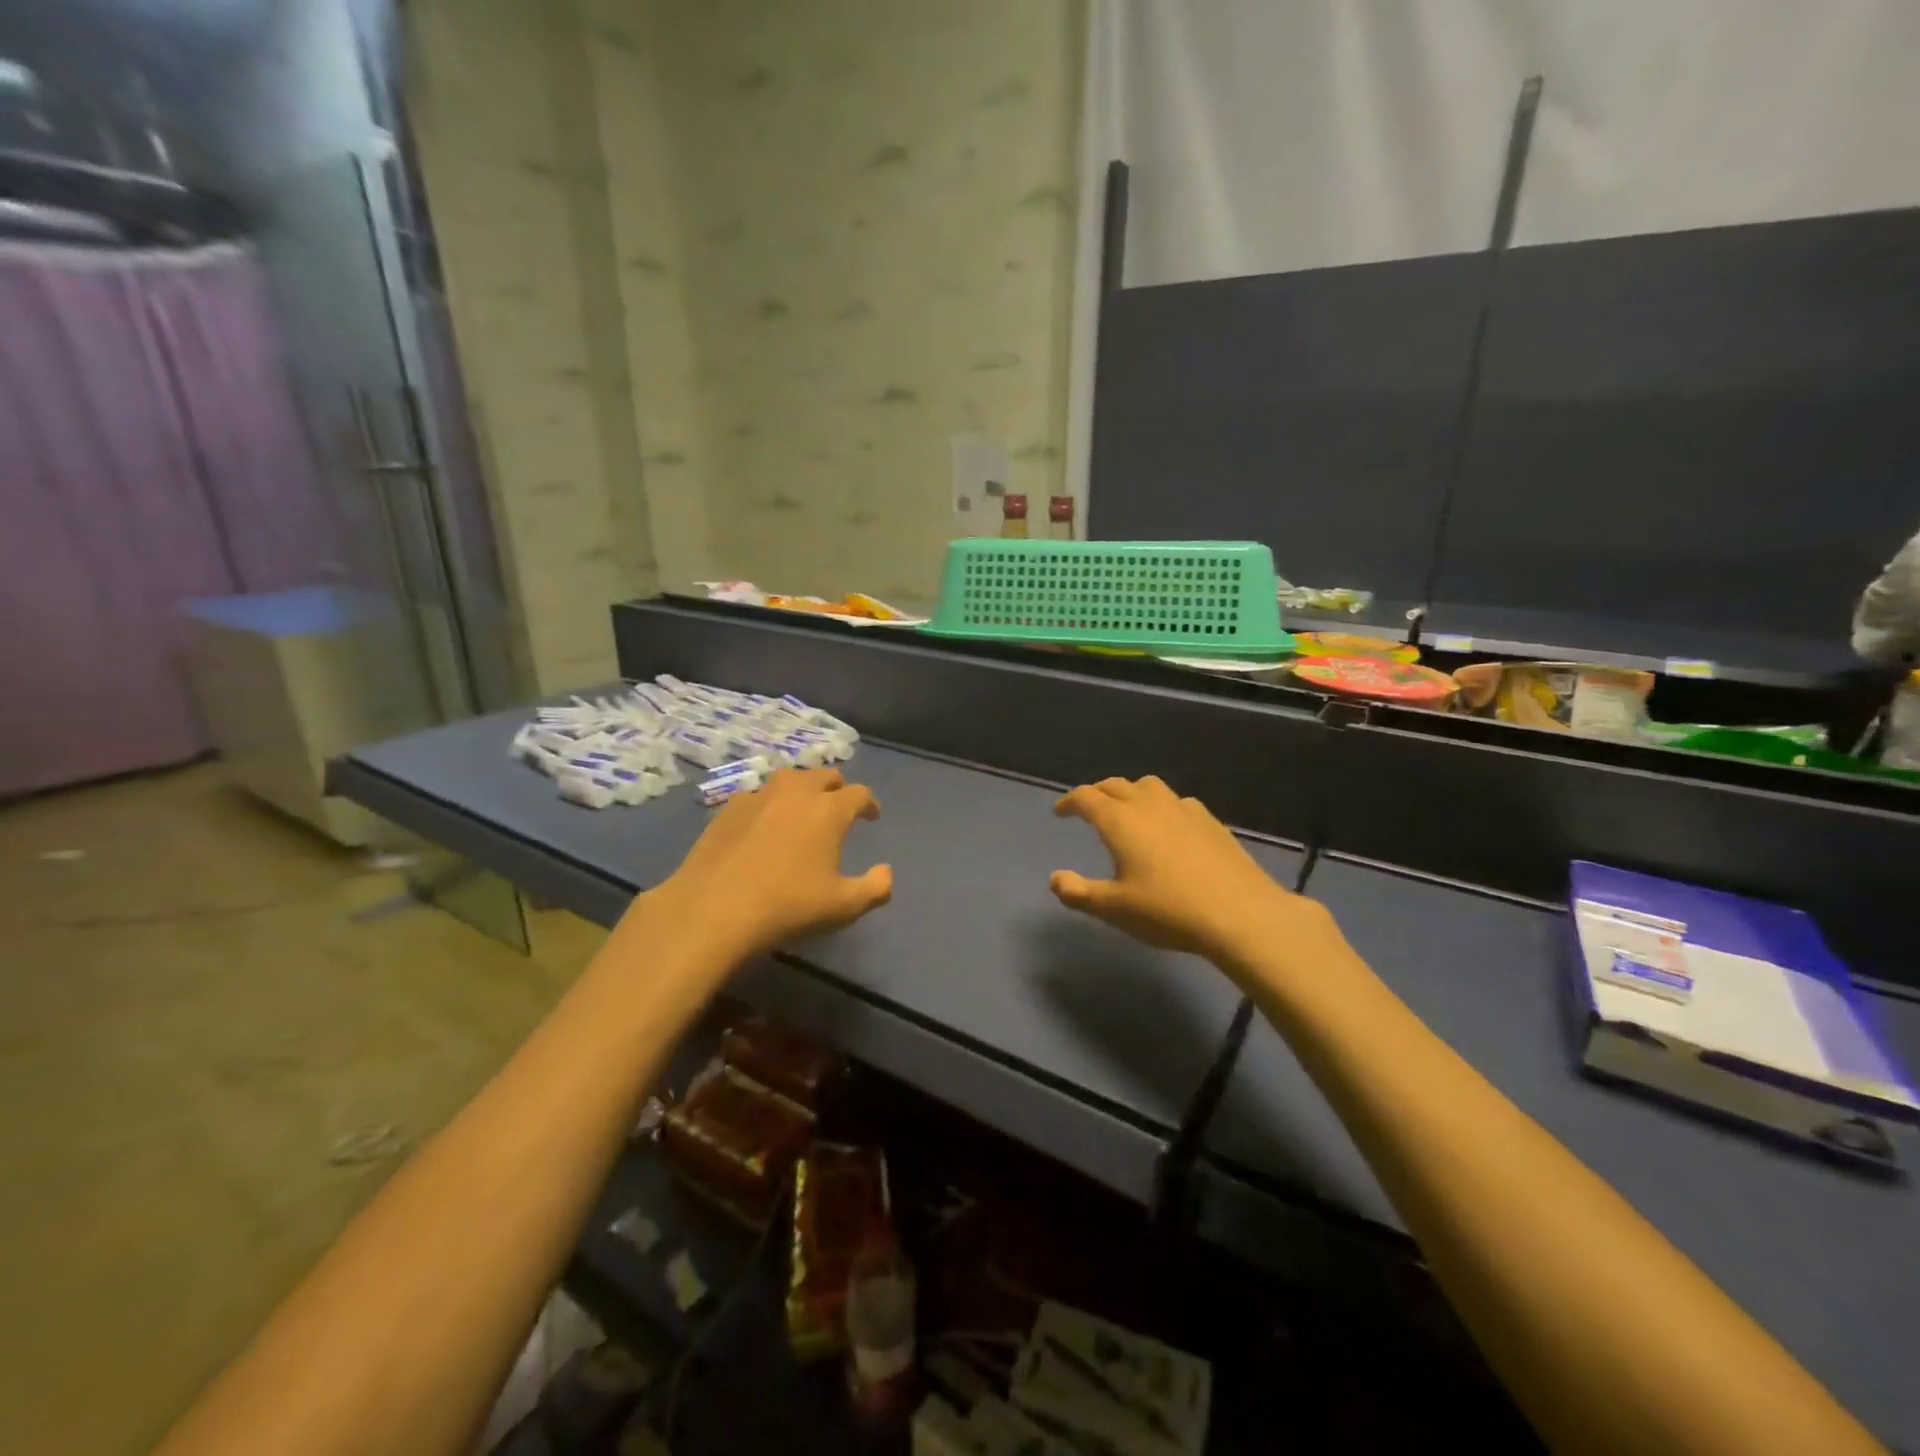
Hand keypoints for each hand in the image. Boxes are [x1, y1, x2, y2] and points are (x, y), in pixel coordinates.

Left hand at [645, 767, 892, 960]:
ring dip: (802, 788)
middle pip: (824, 775)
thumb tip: (886, 872)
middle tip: (838, 806)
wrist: (713, 909)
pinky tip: (763, 823)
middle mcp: (796, 793)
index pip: (859, 794)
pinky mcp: (728, 808)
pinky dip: (769, 803)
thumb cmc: (787, 906)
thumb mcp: (843, 907)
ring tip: (802, 807)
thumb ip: (874, 888)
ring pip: (789, 778)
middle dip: (837, 787)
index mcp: (829, 810)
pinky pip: (757, 794)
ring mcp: (759, 796)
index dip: (869, 803)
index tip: (872, 816)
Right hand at [1050, 776, 1338, 975]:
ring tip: (1128, 811)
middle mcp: (1149, 805)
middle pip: (1116, 785)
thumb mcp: (1115, 909)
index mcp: (1120, 821)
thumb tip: (1055, 878)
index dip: (1069, 802)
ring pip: (1149, 786)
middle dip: (1097, 793)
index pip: (1086, 797)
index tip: (1060, 812)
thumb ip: (1079, 892)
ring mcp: (1183, 809)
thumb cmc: (1168, 911)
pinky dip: (1162, 806)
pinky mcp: (1210, 821)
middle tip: (1088, 809)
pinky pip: (1177, 801)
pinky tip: (1169, 826)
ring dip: (1130, 792)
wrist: (1240, 914)